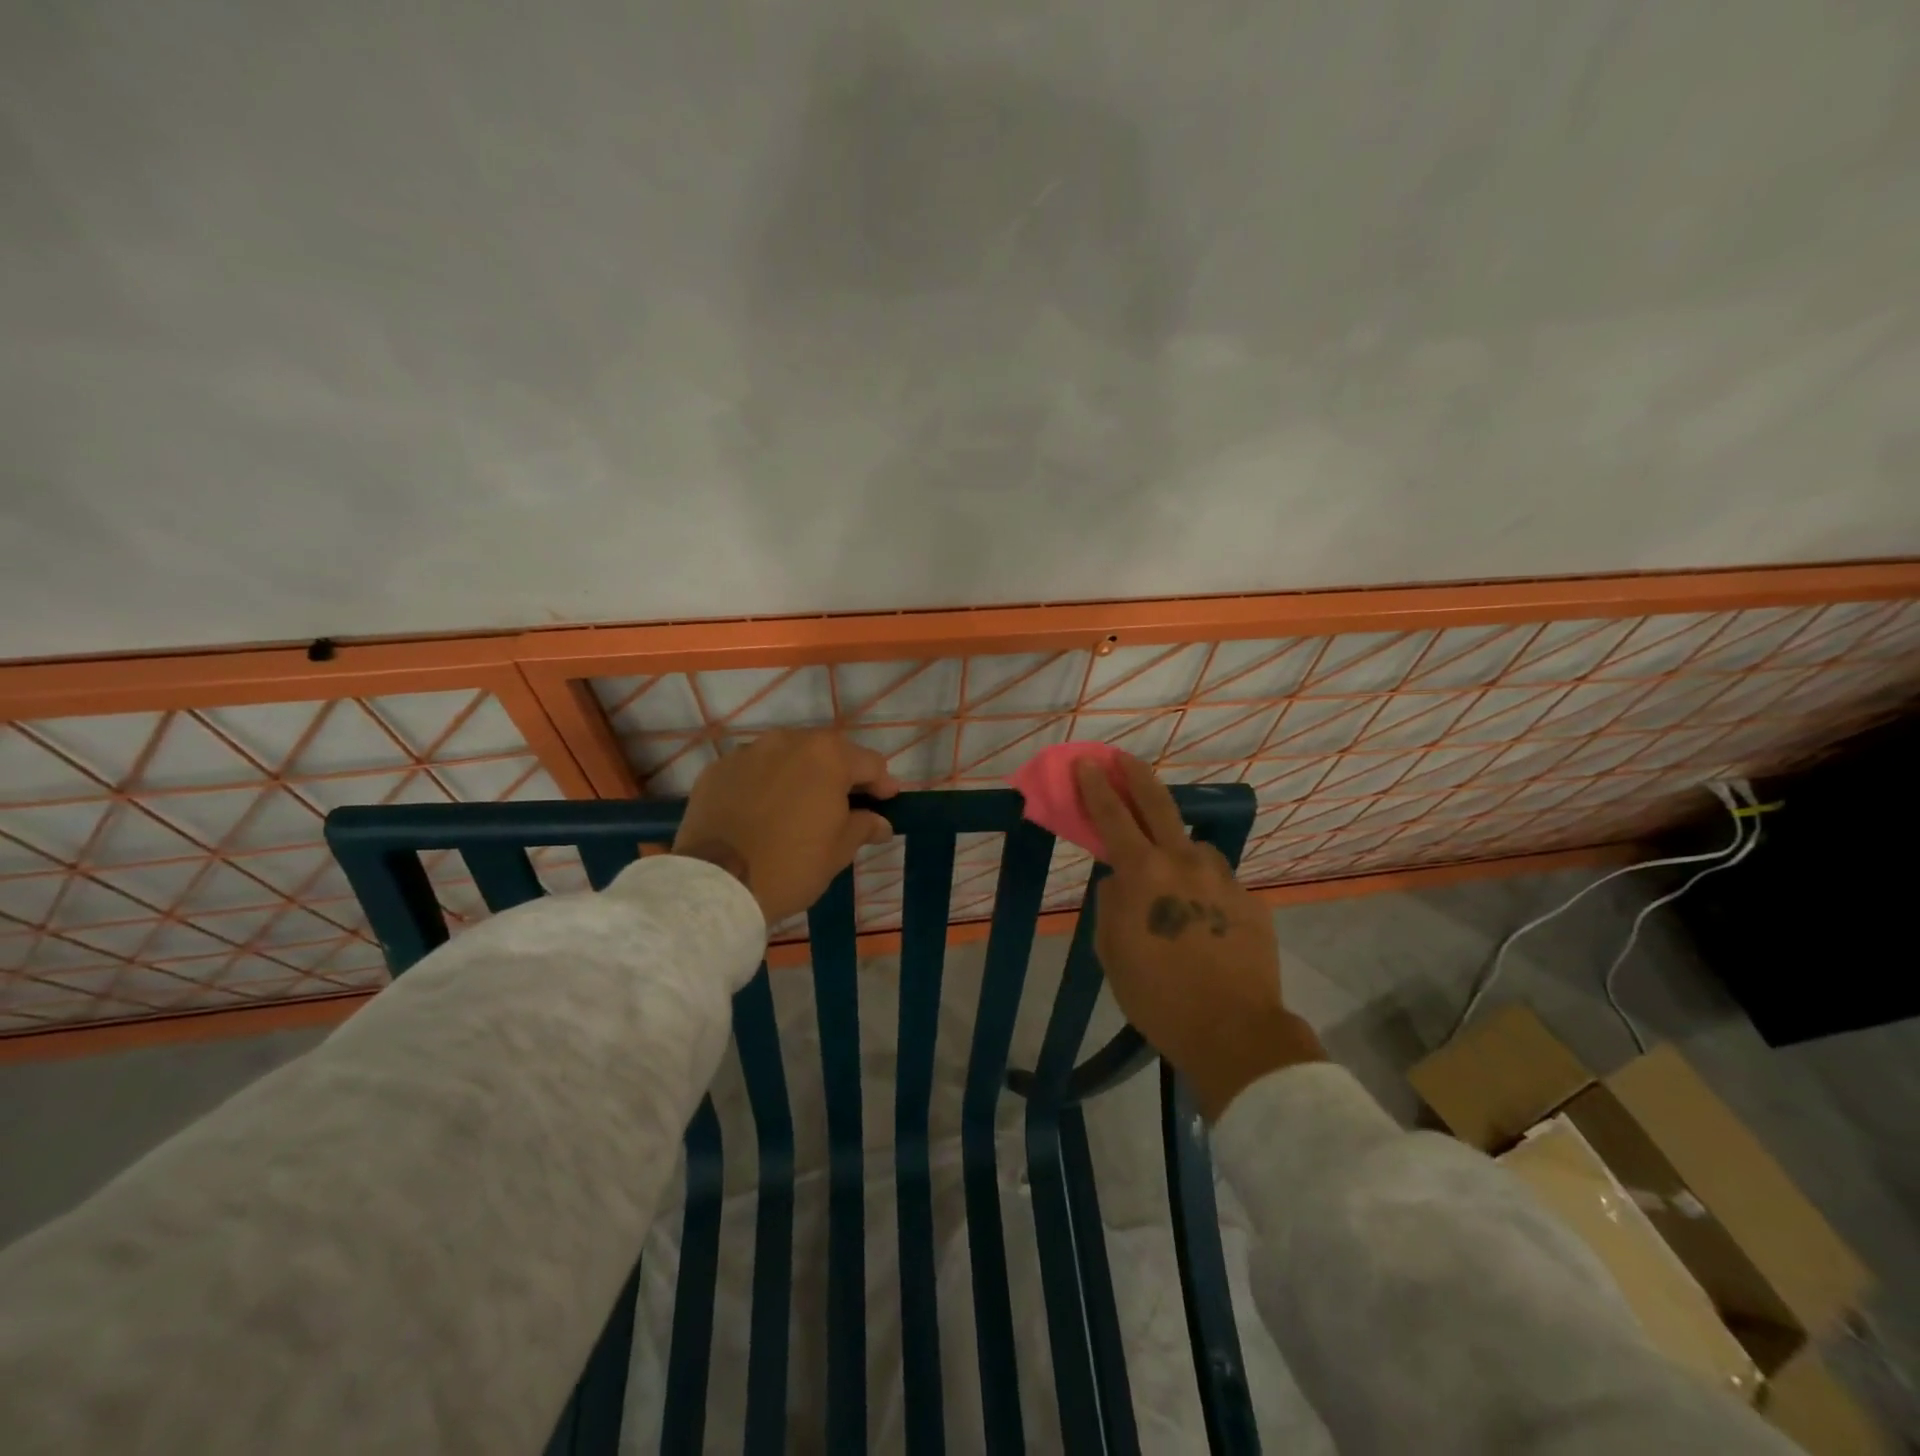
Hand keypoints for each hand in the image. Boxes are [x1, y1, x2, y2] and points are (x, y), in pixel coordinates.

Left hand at [673, 729, 898, 926]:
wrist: (716, 885)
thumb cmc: (791, 866)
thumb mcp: (838, 851)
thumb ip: (863, 827)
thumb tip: (880, 823)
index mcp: (827, 756)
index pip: (869, 763)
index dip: (882, 784)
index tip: (886, 803)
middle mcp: (788, 741)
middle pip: (827, 752)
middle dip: (840, 775)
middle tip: (845, 804)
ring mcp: (748, 752)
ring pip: (787, 757)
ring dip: (801, 775)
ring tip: (801, 805)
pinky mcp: (717, 769)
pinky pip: (753, 770)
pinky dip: (765, 784)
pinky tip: (763, 811)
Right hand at [1075, 754, 1323, 1119]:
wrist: (1233, 1030)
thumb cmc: (1157, 995)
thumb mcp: (1112, 951)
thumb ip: (1112, 903)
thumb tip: (1121, 881)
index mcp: (1144, 873)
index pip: (1113, 816)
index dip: (1096, 786)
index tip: (1086, 762)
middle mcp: (1185, 862)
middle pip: (1158, 804)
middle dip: (1136, 776)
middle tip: (1123, 759)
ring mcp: (1223, 878)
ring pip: (1194, 848)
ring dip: (1177, 850)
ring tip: (1172, 881)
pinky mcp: (1250, 900)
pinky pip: (1218, 883)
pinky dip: (1204, 890)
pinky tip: (1203, 920)